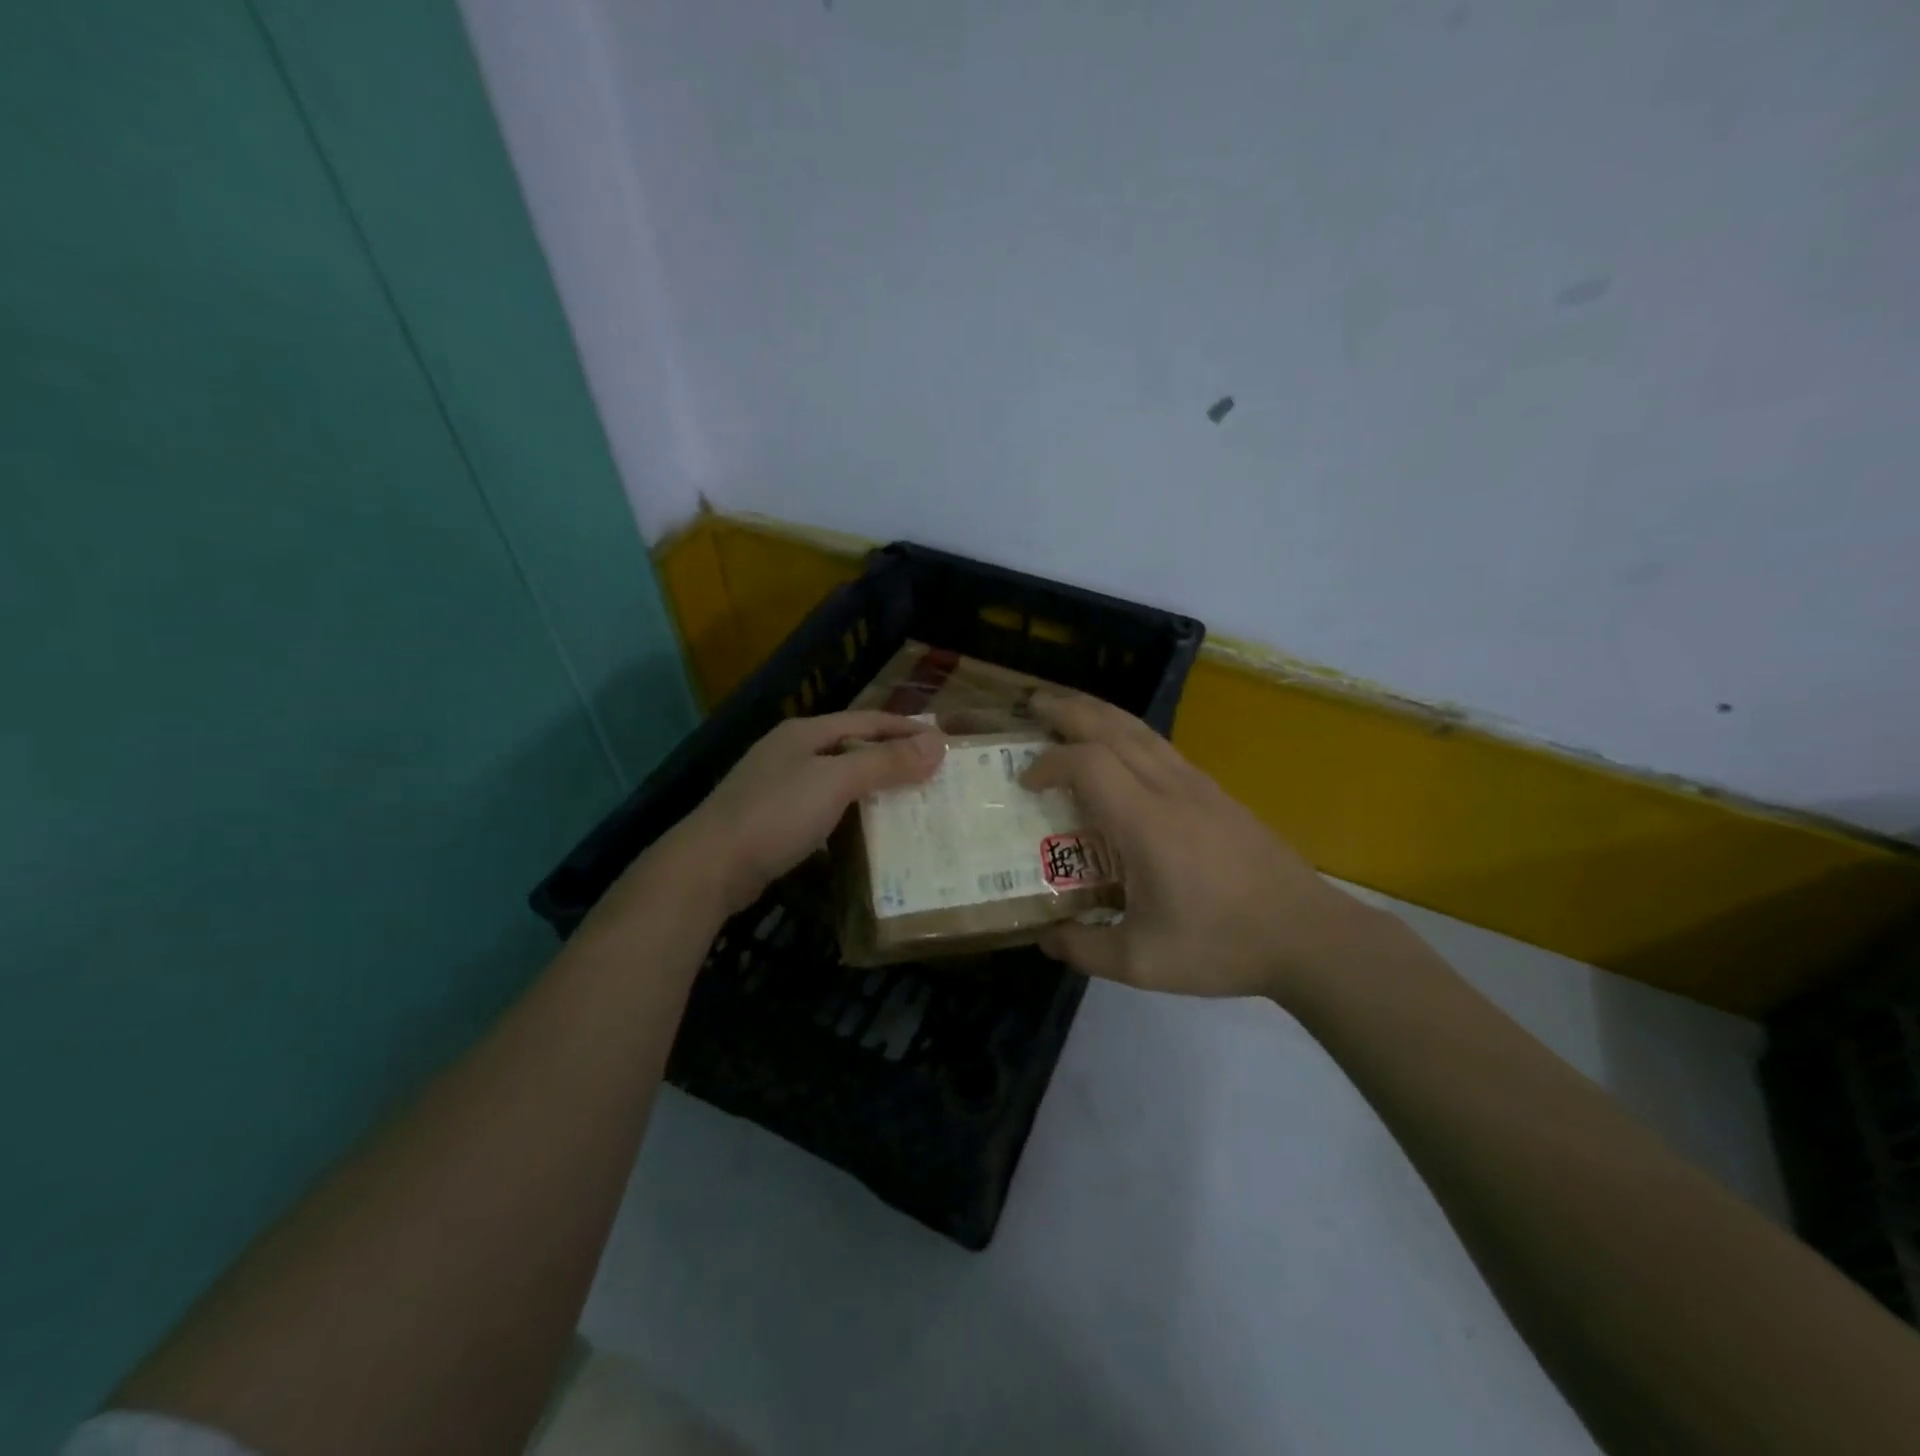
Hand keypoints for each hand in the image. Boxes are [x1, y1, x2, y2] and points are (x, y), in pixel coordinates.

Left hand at [657, 711, 943, 917]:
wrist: (709, 867)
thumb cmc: (776, 814)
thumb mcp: (835, 782)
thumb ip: (885, 762)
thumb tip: (937, 744)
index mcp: (805, 733)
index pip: (867, 720)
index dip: (906, 728)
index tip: (942, 741)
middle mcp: (791, 752)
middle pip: (852, 747)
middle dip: (891, 757)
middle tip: (931, 773)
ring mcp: (778, 787)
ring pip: (837, 779)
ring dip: (872, 787)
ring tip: (908, 801)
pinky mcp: (773, 821)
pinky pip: (824, 808)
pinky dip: (850, 813)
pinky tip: (866, 830)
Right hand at [1021, 691, 1373, 1000]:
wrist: (1307, 934)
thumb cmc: (1221, 945)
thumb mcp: (1142, 963)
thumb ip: (1085, 948)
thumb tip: (1045, 937)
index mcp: (1146, 822)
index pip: (1088, 764)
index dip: (1049, 763)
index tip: (1025, 782)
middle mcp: (1169, 789)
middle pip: (1112, 727)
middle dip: (1067, 711)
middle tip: (1032, 705)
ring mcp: (1197, 785)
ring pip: (1140, 729)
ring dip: (1098, 712)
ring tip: (1067, 709)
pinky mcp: (1215, 792)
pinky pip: (1160, 745)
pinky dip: (1127, 731)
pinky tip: (1119, 746)